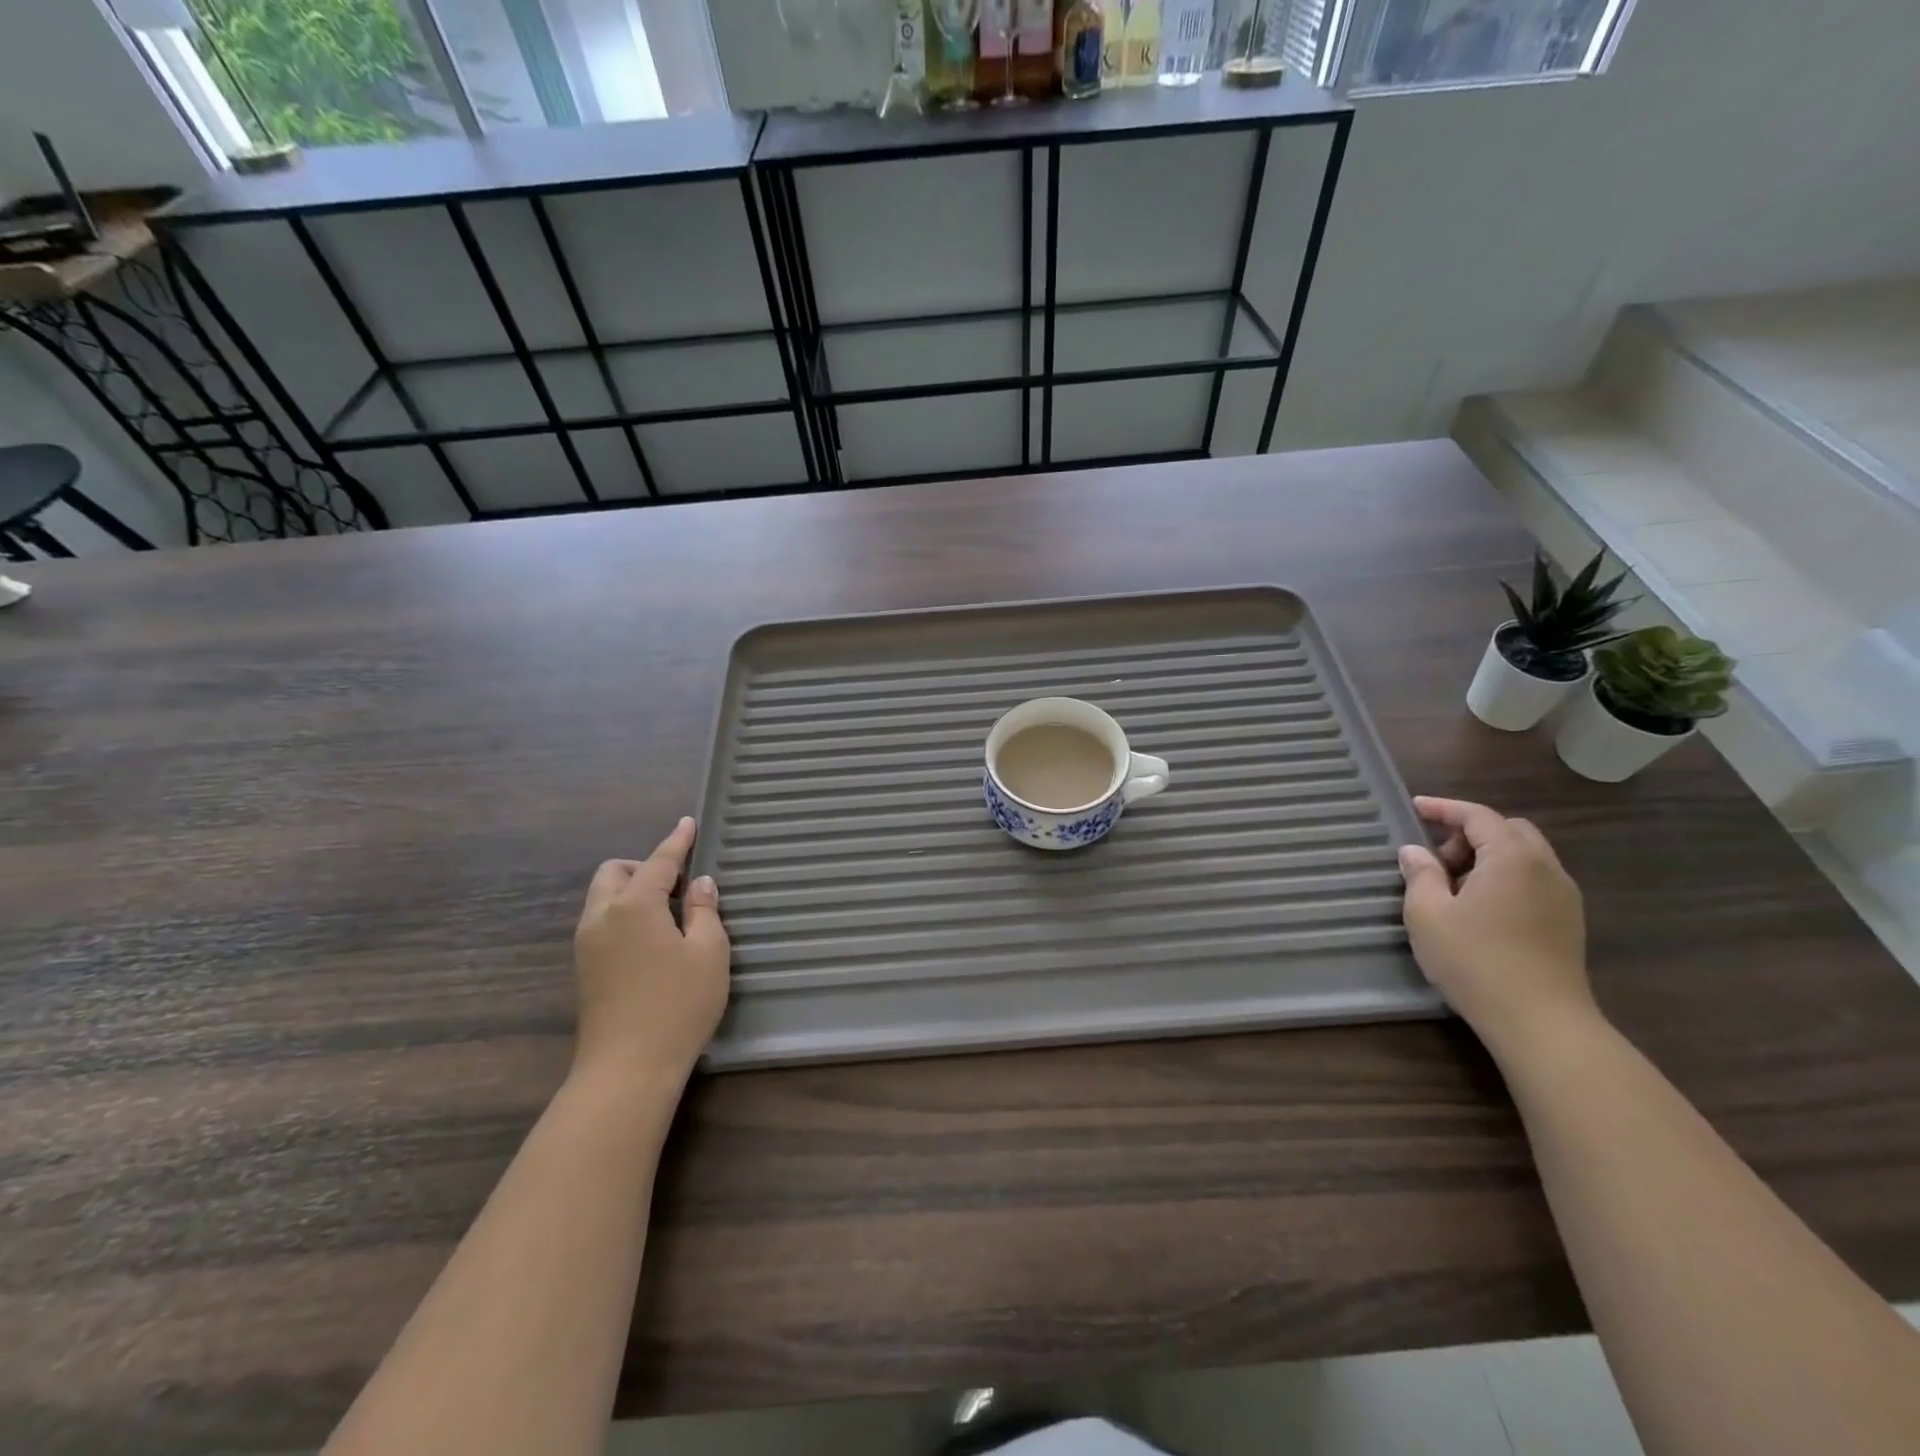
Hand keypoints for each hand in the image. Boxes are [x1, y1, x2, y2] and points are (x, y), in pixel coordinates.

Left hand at [572, 817, 729, 1089]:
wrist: (627, 1069)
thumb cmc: (678, 1005)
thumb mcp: (708, 953)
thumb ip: (704, 911)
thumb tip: (698, 885)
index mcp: (634, 906)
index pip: (658, 862)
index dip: (677, 841)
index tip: (689, 823)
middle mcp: (602, 917)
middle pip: (614, 873)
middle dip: (643, 866)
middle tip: (678, 884)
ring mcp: (586, 945)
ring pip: (602, 897)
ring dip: (631, 890)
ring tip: (668, 913)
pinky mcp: (584, 969)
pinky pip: (601, 922)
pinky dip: (623, 914)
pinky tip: (651, 939)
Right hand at [1398, 796, 1595, 1049]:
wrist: (1541, 1022)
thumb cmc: (1476, 961)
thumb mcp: (1428, 914)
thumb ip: (1420, 875)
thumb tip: (1415, 852)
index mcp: (1512, 858)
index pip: (1478, 815)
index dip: (1444, 808)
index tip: (1414, 808)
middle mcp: (1546, 868)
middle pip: (1508, 830)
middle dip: (1470, 832)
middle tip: (1436, 857)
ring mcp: (1563, 896)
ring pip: (1525, 855)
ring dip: (1489, 856)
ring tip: (1454, 885)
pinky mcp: (1568, 922)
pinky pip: (1534, 880)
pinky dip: (1506, 877)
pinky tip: (1481, 907)